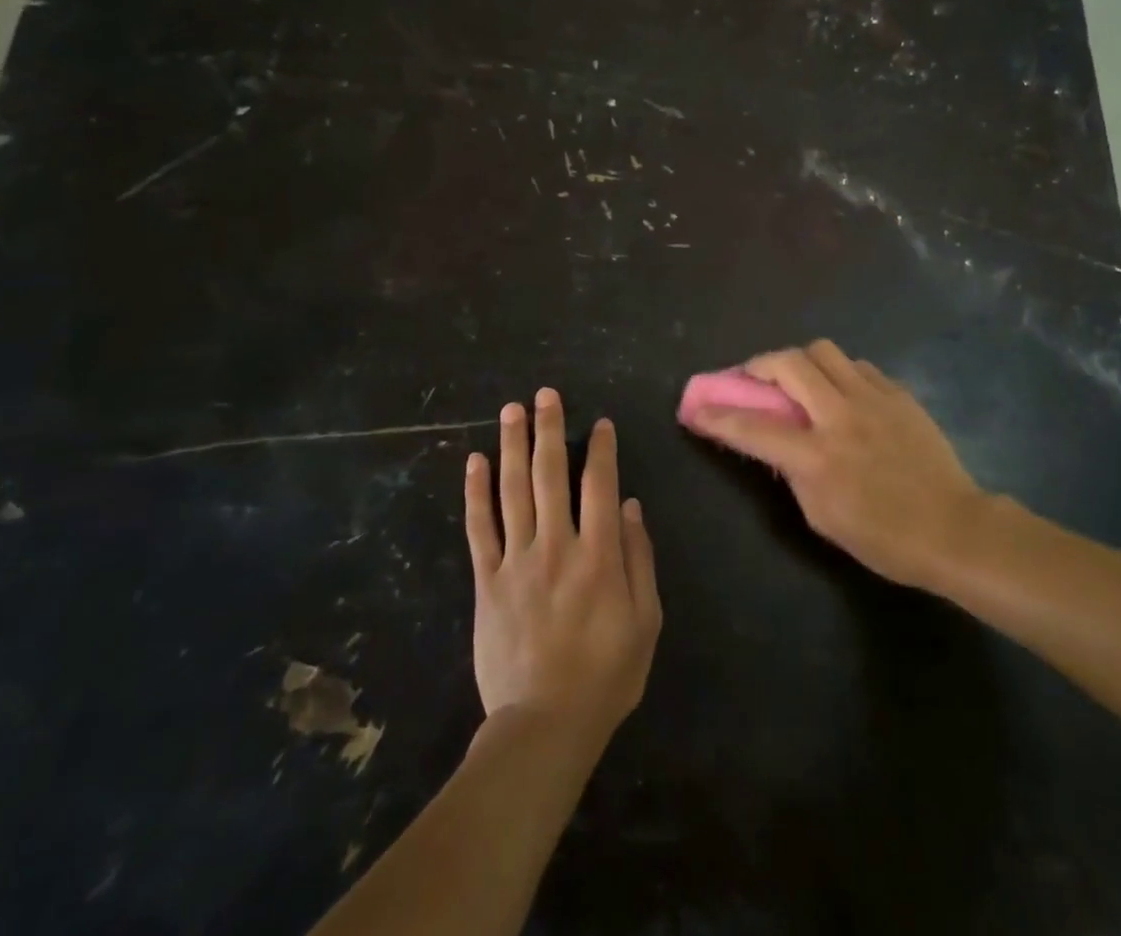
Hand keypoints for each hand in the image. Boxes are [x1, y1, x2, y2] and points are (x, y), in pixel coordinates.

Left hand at [465, 389, 661, 745]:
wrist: (543, 726)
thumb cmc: (605, 675)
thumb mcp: (645, 621)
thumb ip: (638, 558)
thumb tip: (628, 505)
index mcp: (598, 554)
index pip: (599, 484)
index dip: (601, 449)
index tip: (600, 423)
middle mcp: (556, 545)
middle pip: (550, 475)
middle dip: (549, 430)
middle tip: (545, 394)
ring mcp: (517, 561)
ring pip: (512, 490)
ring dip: (513, 446)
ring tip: (512, 410)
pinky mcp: (487, 581)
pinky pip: (479, 528)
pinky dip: (476, 492)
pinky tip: (475, 461)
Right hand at [682, 340, 992, 587]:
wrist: (954, 528)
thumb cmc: (884, 538)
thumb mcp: (823, 518)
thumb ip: (794, 473)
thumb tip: (779, 443)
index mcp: (817, 456)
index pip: (754, 427)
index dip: (718, 417)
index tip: (696, 409)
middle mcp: (840, 416)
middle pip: (787, 364)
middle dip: (758, 366)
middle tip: (752, 378)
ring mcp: (872, 398)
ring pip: (823, 351)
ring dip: (800, 361)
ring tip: (800, 381)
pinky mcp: (897, 393)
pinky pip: (857, 365)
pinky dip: (839, 373)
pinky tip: (843, 394)